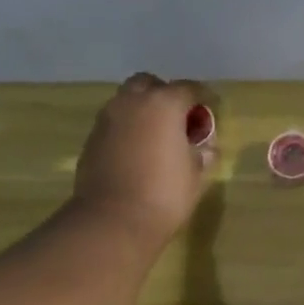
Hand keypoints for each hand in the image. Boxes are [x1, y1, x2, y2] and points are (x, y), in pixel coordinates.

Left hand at [72, 73, 216, 248]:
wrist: (112, 220)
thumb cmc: (164, 196)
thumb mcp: (196, 177)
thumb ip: (202, 154)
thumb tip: (205, 147)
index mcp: (164, 104)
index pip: (189, 89)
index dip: (204, 98)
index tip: (211, 111)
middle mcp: (132, 102)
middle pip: (150, 84)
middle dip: (165, 95)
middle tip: (178, 119)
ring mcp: (107, 118)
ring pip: (127, 101)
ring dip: (143, 110)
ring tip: (156, 136)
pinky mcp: (92, 138)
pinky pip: (114, 123)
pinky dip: (127, 129)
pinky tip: (136, 151)